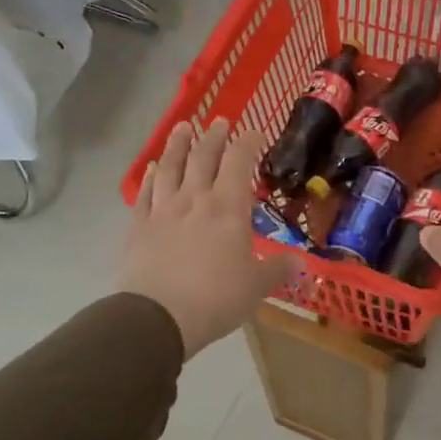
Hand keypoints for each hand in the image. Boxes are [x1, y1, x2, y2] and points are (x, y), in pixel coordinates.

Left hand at [121, 120, 290, 358]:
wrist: (158, 317)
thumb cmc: (216, 298)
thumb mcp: (257, 287)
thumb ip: (278, 270)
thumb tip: (301, 263)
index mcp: (228, 207)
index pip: (239, 162)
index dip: (248, 142)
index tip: (255, 132)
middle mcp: (195, 199)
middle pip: (203, 157)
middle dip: (213, 136)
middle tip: (219, 121)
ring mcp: (163, 211)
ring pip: (170, 167)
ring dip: (177, 145)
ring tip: (182, 128)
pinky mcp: (139, 227)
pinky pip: (145, 193)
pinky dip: (150, 176)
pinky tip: (152, 168)